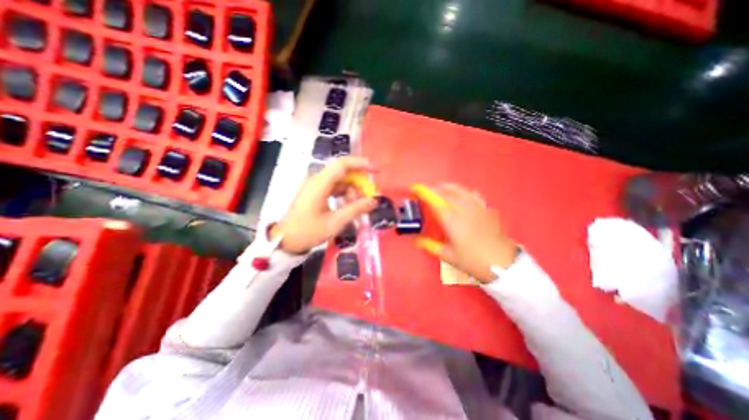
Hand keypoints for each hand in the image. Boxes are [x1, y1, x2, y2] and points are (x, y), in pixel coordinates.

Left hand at [272, 158, 380, 254]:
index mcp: (319, 184)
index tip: (375, 171)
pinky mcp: (315, 192)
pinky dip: (344, 195)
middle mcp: (317, 180)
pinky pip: (334, 188)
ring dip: (352, 191)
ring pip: (340, 181)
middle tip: (368, 197)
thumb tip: (374, 201)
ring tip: (359, 207)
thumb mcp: (335, 222)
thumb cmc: (308, 231)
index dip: (361, 164)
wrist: (285, 241)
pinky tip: (349, 206)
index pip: (342, 165)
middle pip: (343, 173)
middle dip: (358, 183)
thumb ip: (356, 209)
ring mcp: (315, 186)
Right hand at [410, 182, 522, 283]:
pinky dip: (461, 191)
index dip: (423, 192)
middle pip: (445, 192)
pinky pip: (471, 194)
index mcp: (451, 220)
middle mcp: (463, 208)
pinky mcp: (485, 209)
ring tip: (438, 189)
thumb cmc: (472, 261)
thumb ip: (430, 246)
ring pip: (458, 190)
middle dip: (432, 189)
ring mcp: (476, 207)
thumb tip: (416, 241)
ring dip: (445, 187)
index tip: (414, 188)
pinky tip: (459, 194)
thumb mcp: (448, 256)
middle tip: (423, 191)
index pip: (434, 200)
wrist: (503, 264)